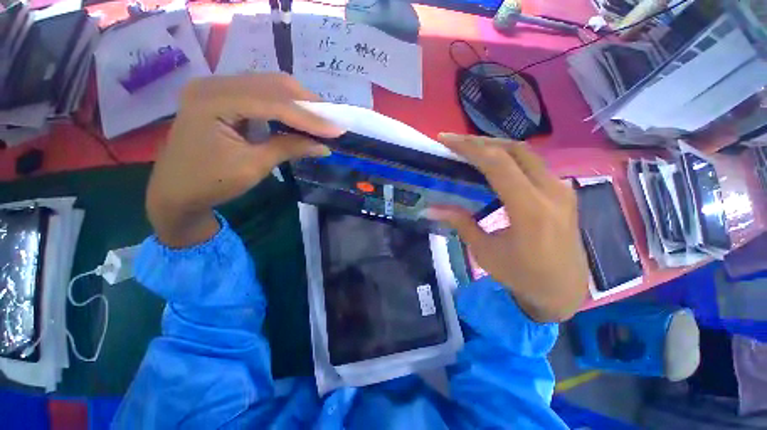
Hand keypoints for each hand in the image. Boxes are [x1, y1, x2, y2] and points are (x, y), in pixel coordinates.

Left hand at [146, 74, 342, 247]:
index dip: (309, 118)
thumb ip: (289, 148)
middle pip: (272, 84)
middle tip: (331, 121)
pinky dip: (284, 105)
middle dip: (307, 104)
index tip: (337, 129)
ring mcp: (217, 88)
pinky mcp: (222, 97)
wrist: (176, 192)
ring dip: (298, 102)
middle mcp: (215, 84)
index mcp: (215, 100)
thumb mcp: (254, 166)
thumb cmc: (211, 183)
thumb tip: (324, 146)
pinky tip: (298, 117)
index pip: (274, 103)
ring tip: (320, 119)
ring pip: (269, 85)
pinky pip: (260, 94)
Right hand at [427, 134, 588, 321]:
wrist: (563, 291)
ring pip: (526, 154)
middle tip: (455, 143)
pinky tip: (493, 166)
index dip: (469, 148)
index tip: (446, 139)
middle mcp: (551, 192)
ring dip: (496, 147)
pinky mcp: (562, 193)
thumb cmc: (522, 276)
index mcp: (529, 209)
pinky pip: (533, 165)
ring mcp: (561, 190)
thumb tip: (431, 208)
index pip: (497, 164)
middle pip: (514, 150)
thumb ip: (460, 223)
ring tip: (470, 151)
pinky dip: (509, 159)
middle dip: (480, 142)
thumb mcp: (485, 251)